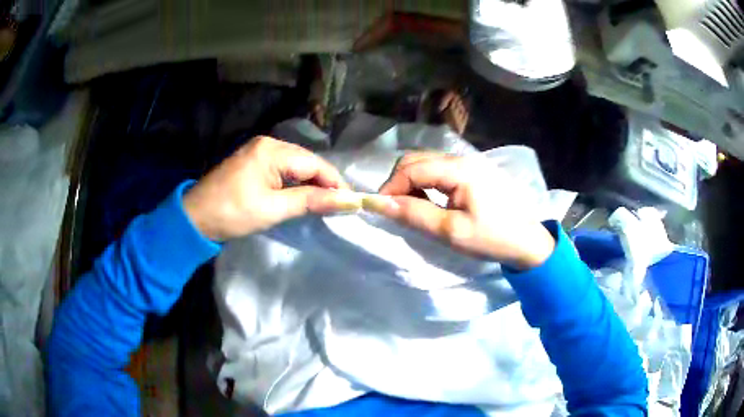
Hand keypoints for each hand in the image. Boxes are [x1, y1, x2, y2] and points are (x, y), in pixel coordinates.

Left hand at [183, 136, 350, 240]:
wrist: (195, 218)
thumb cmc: (232, 213)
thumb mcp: (273, 208)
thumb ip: (311, 201)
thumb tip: (347, 201)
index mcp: (272, 150)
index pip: (314, 163)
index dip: (335, 182)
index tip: (352, 202)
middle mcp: (268, 144)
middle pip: (306, 162)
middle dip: (325, 183)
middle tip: (341, 205)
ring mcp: (259, 151)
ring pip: (296, 166)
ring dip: (312, 183)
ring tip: (327, 202)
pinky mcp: (253, 162)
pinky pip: (283, 169)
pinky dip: (296, 183)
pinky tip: (304, 195)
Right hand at [376, 153, 555, 269]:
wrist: (528, 242)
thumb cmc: (492, 238)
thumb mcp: (451, 231)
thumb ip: (414, 214)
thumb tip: (379, 203)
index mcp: (459, 169)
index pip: (412, 168)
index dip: (390, 187)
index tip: (380, 209)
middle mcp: (462, 158)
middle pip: (417, 159)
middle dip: (399, 182)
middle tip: (394, 210)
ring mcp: (469, 163)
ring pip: (427, 163)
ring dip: (411, 182)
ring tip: (411, 208)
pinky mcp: (473, 171)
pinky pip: (440, 170)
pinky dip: (426, 182)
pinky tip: (429, 201)